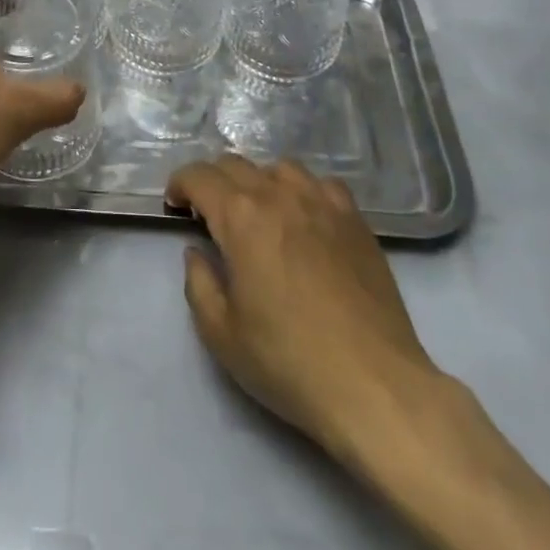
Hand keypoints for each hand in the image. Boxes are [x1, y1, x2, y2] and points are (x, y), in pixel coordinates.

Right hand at [168, 156, 451, 463]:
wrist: (373, 384)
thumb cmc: (288, 361)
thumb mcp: (221, 333)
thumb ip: (199, 283)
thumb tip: (197, 251)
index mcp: (241, 216)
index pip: (199, 176)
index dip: (180, 185)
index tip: (175, 206)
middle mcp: (279, 194)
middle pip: (235, 164)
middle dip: (212, 182)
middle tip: (208, 214)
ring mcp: (322, 202)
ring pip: (279, 168)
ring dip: (258, 182)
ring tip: (258, 213)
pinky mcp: (355, 219)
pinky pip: (321, 184)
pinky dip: (302, 191)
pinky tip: (305, 219)